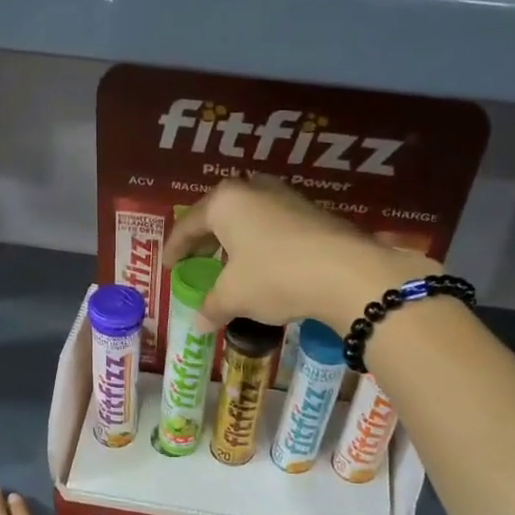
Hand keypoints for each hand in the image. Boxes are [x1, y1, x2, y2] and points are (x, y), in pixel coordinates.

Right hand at [165, 177, 428, 330]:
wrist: (347, 273)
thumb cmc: (275, 276)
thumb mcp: (235, 296)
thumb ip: (212, 306)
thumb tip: (199, 324)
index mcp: (225, 202)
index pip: (188, 224)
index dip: (175, 248)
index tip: (168, 266)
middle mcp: (254, 190)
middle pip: (219, 214)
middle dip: (206, 238)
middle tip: (197, 260)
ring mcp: (287, 198)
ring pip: (250, 217)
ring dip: (236, 239)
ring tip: (231, 263)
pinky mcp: (314, 214)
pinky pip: (274, 226)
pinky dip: (262, 244)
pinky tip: (265, 266)